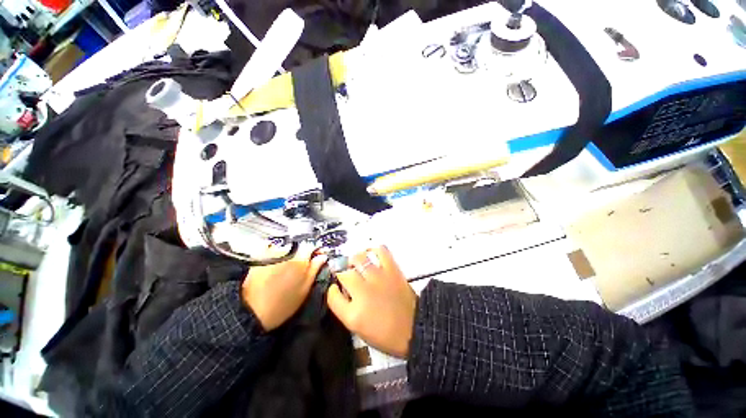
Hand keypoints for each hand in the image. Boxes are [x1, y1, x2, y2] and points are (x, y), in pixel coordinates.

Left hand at [242, 245, 326, 330]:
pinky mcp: (260, 258)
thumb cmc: (282, 305)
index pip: (312, 246)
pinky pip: (273, 251)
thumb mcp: (304, 290)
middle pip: (299, 247)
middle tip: (303, 266)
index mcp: (300, 261)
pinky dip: (277, 256)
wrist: (250, 311)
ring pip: (287, 249)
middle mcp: (287, 253)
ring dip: (291, 255)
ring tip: (287, 269)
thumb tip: (322, 257)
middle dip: (303, 253)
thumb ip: (314, 270)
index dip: (317, 250)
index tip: (319, 256)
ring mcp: (272, 254)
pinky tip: (275, 268)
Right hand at [327, 246, 416, 358]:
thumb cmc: (386, 334)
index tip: (335, 288)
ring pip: (358, 259)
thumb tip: (339, 290)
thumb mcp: (359, 329)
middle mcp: (363, 292)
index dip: (331, 289)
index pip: (332, 295)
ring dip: (354, 259)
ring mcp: (378, 278)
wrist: (414, 329)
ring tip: (356, 262)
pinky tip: (370, 252)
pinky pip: (380, 251)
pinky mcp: (392, 270)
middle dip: (341, 273)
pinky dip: (374, 249)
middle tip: (346, 274)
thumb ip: (345, 309)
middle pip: (344, 274)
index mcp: (353, 314)